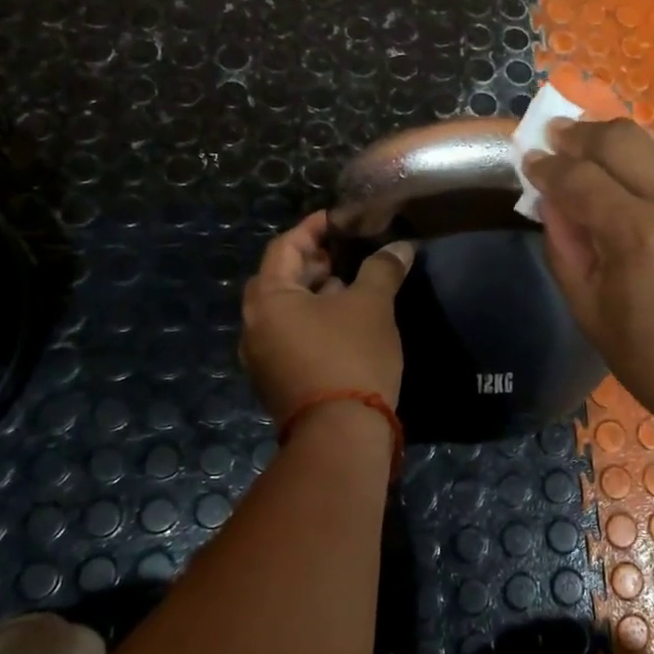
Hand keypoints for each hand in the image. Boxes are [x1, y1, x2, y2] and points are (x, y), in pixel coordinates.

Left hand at [240, 211, 414, 420]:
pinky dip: (313, 321)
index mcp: (268, 299)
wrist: (341, 434)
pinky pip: (290, 336)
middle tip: (346, 254)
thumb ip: (382, 269)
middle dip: (313, 262)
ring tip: (351, 287)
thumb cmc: (352, 356)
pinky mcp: (276, 381)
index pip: (285, 247)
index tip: (338, 219)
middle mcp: (254, 325)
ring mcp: (261, 357)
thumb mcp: (372, 305)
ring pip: (285, 311)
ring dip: (314, 293)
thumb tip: (399, 247)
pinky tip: (344, 324)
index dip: (313, 229)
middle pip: (280, 279)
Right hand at [524, 119, 653, 417]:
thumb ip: (562, 240)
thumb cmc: (648, 356)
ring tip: (608, 164)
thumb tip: (548, 191)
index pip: (582, 178)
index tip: (532, 159)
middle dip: (585, 134)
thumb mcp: (587, 306)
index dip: (550, 166)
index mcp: (643, 238)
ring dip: (631, 154)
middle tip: (562, 135)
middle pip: (627, 139)